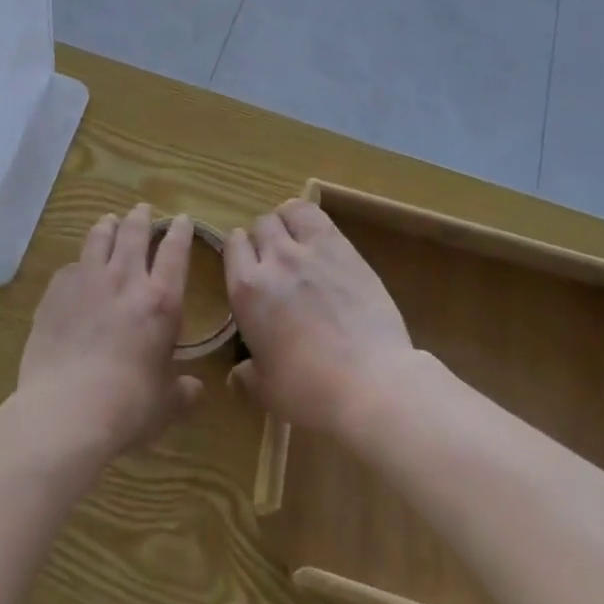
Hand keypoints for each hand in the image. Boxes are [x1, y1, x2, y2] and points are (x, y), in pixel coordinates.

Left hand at [15, 204, 203, 459]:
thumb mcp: (165, 404)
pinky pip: (71, 266)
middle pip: (135, 233)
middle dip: (141, 217)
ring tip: (110, 221)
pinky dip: (79, 263)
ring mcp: (87, 280)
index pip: (175, 252)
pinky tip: (77, 268)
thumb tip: (195, 389)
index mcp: (161, 301)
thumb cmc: (127, 407)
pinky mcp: (56, 291)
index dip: (180, 231)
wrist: (67, 410)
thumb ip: (182, 391)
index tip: (181, 219)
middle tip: (142, 209)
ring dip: (108, 226)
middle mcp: (125, 279)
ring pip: (99, 238)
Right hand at [224, 199, 415, 436]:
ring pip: (286, 212)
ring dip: (287, 223)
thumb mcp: (268, 391)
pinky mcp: (342, 247)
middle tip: (277, 263)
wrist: (371, 383)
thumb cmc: (311, 391)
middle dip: (264, 239)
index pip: (232, 243)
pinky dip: (310, 219)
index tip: (250, 269)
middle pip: (260, 225)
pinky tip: (319, 238)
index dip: (240, 252)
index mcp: (246, 290)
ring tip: (298, 242)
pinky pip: (316, 215)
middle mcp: (272, 260)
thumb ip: (247, 377)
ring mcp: (308, 250)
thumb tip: (236, 377)